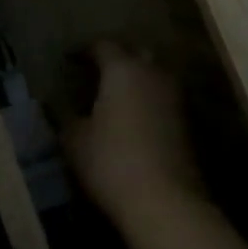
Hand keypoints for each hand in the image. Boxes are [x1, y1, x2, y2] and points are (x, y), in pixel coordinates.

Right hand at [65, 43, 207, 229]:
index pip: (103, 46)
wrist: (165, 202)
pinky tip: (133, 119)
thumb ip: (66, 117)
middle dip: (118, 58)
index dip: (84, 51)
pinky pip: (163, 100)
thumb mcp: (75, 140)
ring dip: (137, 80)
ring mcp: (175, 98)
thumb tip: (60, 106)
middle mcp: (153, 74)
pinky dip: (148, 102)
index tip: (70, 60)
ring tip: (115, 96)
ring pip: (155, 76)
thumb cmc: (111, 161)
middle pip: (136, 53)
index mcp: (123, 69)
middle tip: (97, 71)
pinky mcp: (187, 124)